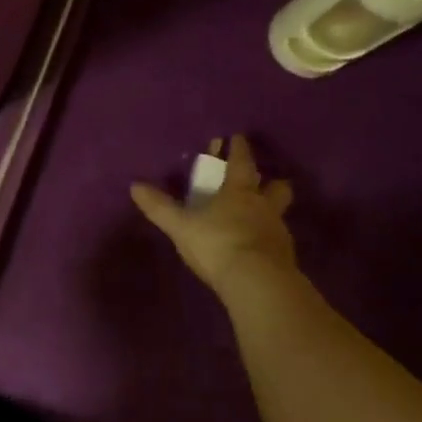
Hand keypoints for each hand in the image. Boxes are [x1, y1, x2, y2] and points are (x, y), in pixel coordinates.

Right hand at [132, 134, 297, 301]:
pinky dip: (271, 243)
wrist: (257, 284)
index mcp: (240, 192)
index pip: (242, 162)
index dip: (239, 148)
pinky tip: (259, 251)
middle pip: (277, 187)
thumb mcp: (182, 226)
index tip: (238, 137)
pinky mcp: (286, 259)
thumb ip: (160, 207)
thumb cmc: (218, 244)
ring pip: (280, 215)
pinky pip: (280, 243)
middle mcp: (264, 207)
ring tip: (259, 221)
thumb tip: (135, 185)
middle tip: (263, 183)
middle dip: (271, 183)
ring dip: (271, 214)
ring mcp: (278, 234)